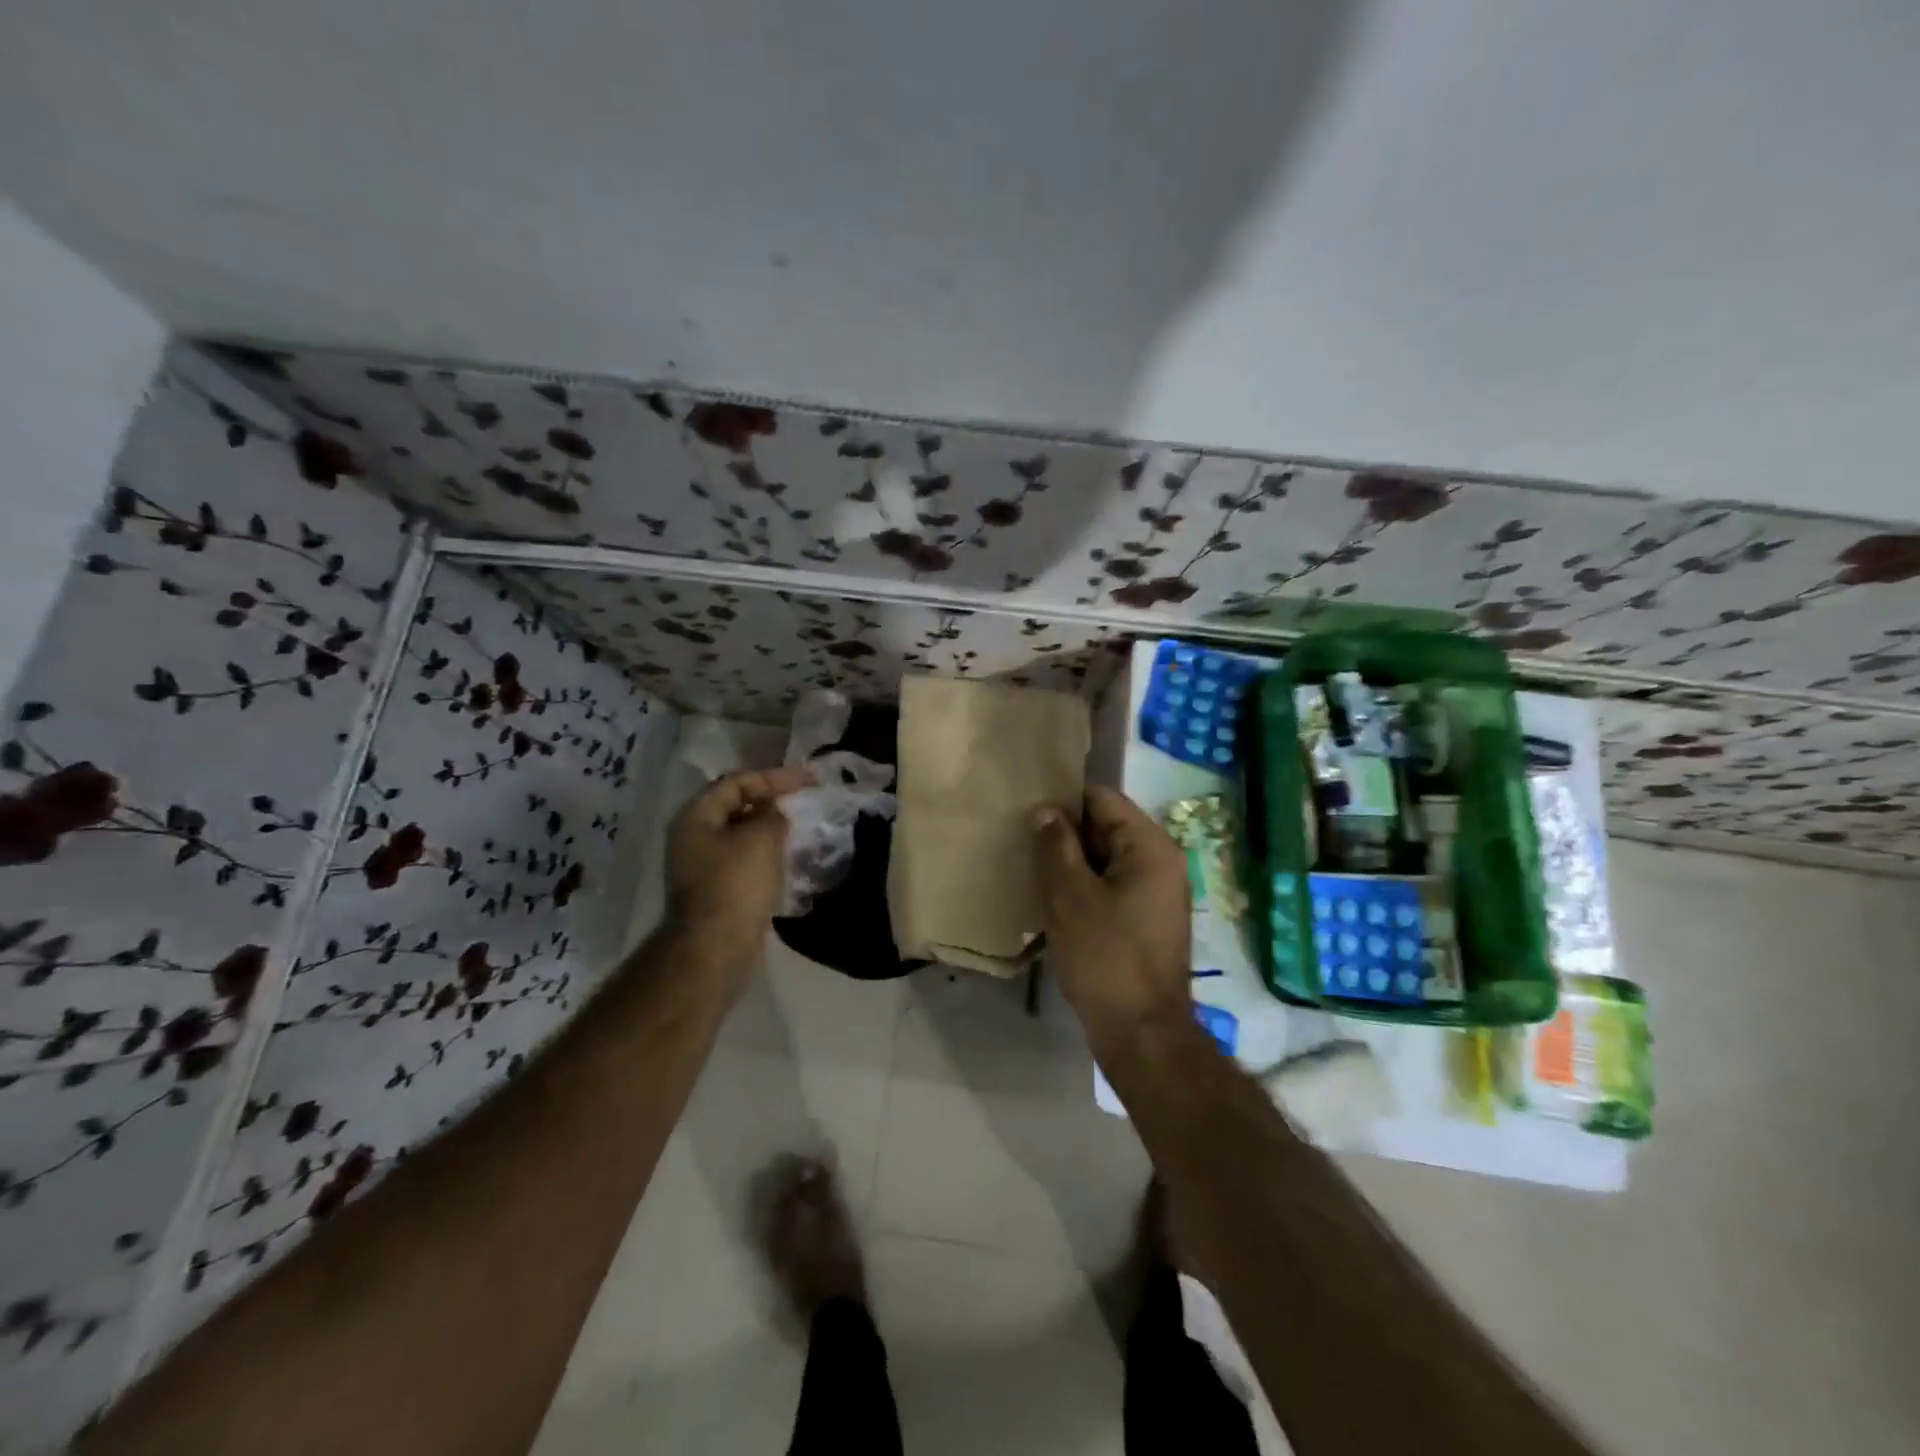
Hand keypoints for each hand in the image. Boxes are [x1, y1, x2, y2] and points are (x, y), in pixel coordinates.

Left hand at [665, 766, 812, 979]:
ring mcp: (702, 866)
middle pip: (735, 806)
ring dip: (769, 828)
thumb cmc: (736, 883)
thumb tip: (775, 814)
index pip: (737, 782)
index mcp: (696, 817)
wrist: (716, 946)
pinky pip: (744, 859)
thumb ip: (772, 815)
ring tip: (799, 827)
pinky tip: (788, 857)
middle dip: (770, 801)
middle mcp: (693, 837)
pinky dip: (766, 853)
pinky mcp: (715, 889)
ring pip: (741, 834)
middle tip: (802, 800)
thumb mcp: (761, 838)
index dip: (774, 777)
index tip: (808, 780)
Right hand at [1034, 786, 1190, 1050]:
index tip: (1027, 807)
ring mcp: (1157, 891)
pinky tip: (1054, 896)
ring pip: (1106, 857)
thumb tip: (1046, 809)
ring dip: (1072, 860)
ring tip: (1031, 864)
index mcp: (1150, 847)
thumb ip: (1056, 845)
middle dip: (1065, 831)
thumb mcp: (1070, 896)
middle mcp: (1162, 861)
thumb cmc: (1105, 957)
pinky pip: (1112, 884)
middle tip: (1022, 837)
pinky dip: (1085, 884)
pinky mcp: (1147, 918)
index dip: (1064, 799)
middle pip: (1106, 826)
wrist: (1141, 1033)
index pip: (1103, 799)